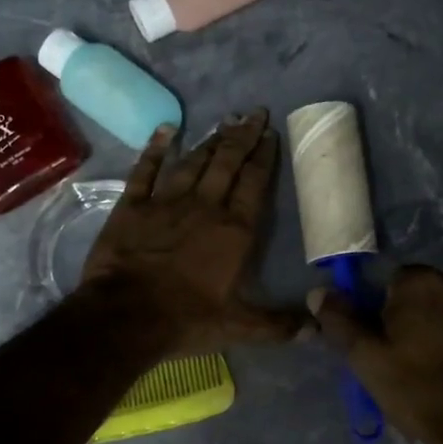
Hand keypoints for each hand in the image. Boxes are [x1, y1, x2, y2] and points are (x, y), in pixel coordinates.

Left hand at [83, 110, 303, 352]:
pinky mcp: (132, 206)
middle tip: (254, 113)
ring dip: (210, 140)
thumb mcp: (239, 328)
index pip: (254, 184)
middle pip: (227, 163)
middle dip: (243, 136)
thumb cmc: (187, 320)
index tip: (271, 134)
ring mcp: (166, 202)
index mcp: (234, 231)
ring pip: (193, 162)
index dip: (264, 157)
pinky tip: (167, 130)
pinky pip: (146, 170)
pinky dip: (156, 149)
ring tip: (224, 121)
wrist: (125, 316)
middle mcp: (204, 206)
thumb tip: (317, 329)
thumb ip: (278, 325)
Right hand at [309, 265, 442, 443]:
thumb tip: (319, 292)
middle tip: (424, 360)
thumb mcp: (368, 362)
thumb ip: (342, 322)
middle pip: (437, 294)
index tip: (392, 343)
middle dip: (429, 317)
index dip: (391, 312)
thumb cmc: (422, 392)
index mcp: (422, 284)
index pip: (397, 283)